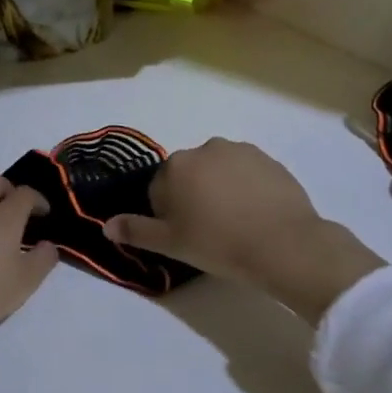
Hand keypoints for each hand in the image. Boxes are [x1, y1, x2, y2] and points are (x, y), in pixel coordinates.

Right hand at [103, 138, 382, 322]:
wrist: (285, 244)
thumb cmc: (220, 244)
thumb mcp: (172, 244)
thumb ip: (136, 231)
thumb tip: (106, 226)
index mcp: (176, 166)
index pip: (159, 188)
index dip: (168, 214)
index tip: (185, 235)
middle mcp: (205, 148)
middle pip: (189, 175)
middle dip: (193, 197)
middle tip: (209, 232)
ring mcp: (240, 151)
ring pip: (218, 172)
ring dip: (219, 190)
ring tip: (235, 223)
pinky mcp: (269, 159)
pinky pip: (246, 173)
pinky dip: (246, 188)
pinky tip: (256, 215)